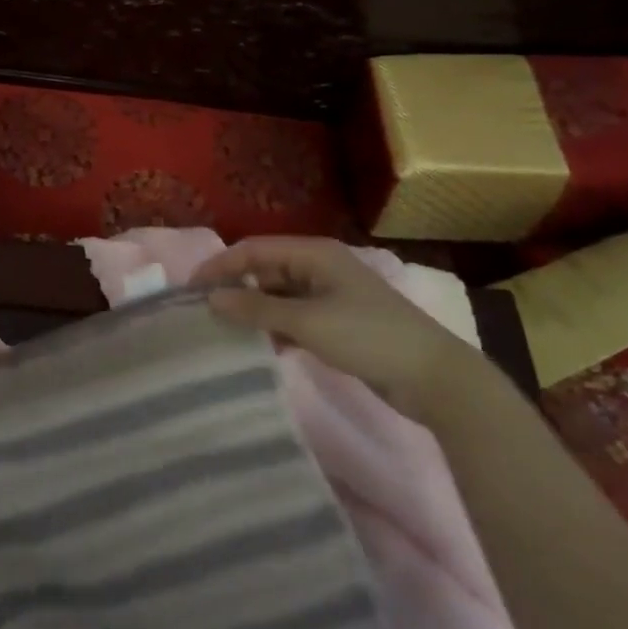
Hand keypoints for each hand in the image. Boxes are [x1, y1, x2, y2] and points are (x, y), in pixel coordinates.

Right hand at [193, 237, 483, 421]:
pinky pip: (294, 317)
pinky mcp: (337, 322)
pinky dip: (275, 327)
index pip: (254, 250)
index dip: (221, 265)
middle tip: (204, 312)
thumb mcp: (307, 322)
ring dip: (254, 310)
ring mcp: (330, 295)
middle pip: (265, 270)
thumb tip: (210, 298)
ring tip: (224, 331)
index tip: (192, 289)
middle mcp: (319, 267)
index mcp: (314, 254)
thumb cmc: (369, 337)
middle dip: (235, 288)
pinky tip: (259, 347)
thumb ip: (256, 310)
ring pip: (278, 295)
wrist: (435, 378)